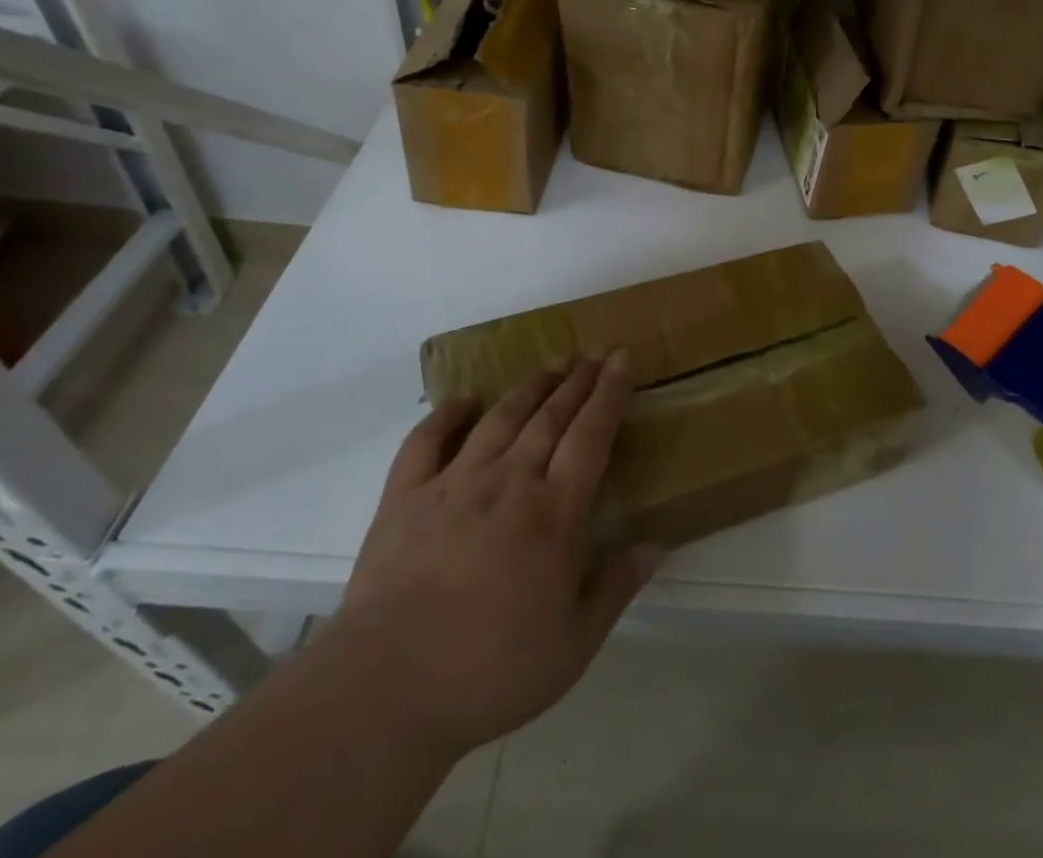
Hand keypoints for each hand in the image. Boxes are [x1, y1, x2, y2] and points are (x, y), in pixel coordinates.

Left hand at [331, 352, 662, 755]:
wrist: (385, 691)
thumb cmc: (490, 671)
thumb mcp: (572, 645)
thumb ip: (616, 588)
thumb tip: (657, 546)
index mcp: (553, 512)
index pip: (591, 434)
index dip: (610, 393)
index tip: (622, 359)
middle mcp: (509, 482)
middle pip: (550, 416)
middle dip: (577, 379)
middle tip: (593, 352)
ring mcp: (453, 485)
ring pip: (501, 418)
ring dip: (530, 386)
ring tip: (551, 363)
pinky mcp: (405, 498)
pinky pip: (426, 441)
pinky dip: (446, 415)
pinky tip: (463, 400)